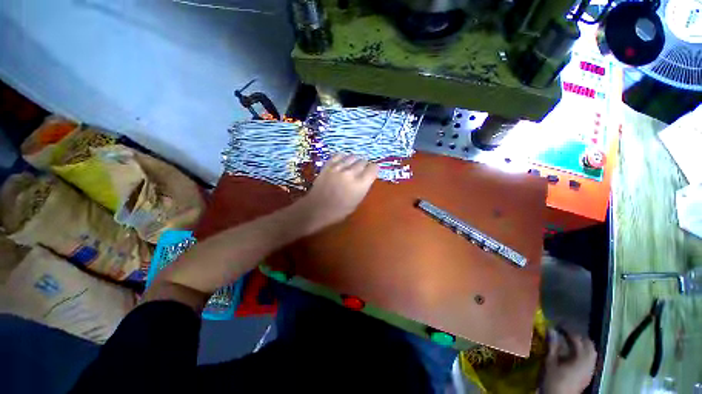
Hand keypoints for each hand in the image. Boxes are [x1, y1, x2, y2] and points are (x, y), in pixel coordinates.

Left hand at [298, 154, 377, 233]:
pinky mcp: (328, 165)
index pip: (374, 168)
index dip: (374, 169)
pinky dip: (343, 157)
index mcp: (360, 184)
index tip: (372, 172)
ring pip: (352, 156)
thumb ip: (363, 187)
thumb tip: (366, 177)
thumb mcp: (357, 201)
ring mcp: (338, 167)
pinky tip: (343, 162)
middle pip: (363, 161)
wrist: (317, 208)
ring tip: (352, 166)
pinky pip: (339, 155)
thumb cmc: (339, 210)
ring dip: (355, 160)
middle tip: (361, 171)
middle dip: (364, 165)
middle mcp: (351, 173)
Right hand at [541, 329, 596, 393]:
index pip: (577, 339)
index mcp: (581, 358)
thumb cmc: (553, 379)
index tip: (557, 325)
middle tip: (565, 332)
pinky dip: (583, 353)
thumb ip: (552, 345)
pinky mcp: (588, 375)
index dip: (567, 330)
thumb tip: (551, 329)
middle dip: (578, 337)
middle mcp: (589, 362)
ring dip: (582, 345)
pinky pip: (590, 359)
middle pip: (589, 345)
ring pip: (591, 352)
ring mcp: (590, 369)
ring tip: (569, 342)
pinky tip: (573, 354)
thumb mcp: (550, 361)